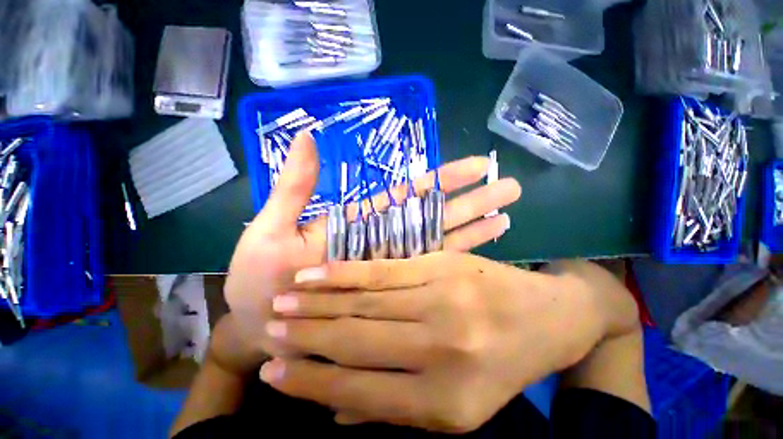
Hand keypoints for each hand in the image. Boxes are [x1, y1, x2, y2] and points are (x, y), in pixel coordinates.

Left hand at [219, 132, 521, 374]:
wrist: (265, 329)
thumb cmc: (260, 282)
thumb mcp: (271, 229)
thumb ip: (294, 188)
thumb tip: (307, 135)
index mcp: (361, 224)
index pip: (410, 196)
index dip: (444, 180)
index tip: (477, 165)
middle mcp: (385, 243)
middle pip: (435, 216)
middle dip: (471, 201)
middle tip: (508, 185)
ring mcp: (394, 269)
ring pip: (442, 243)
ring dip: (474, 226)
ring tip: (507, 211)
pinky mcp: (396, 296)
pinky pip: (432, 276)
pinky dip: (460, 260)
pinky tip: (485, 250)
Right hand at [258, 253, 613, 432]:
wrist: (551, 314)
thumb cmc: (505, 361)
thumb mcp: (461, 403)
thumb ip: (393, 405)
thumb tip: (331, 408)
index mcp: (445, 402)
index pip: (358, 391)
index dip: (308, 381)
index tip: (271, 371)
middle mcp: (439, 350)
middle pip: (356, 340)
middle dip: (306, 337)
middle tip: (269, 329)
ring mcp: (441, 300)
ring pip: (365, 301)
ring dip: (319, 303)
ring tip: (283, 300)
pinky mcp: (440, 266)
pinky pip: (383, 271)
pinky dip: (346, 274)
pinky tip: (317, 274)